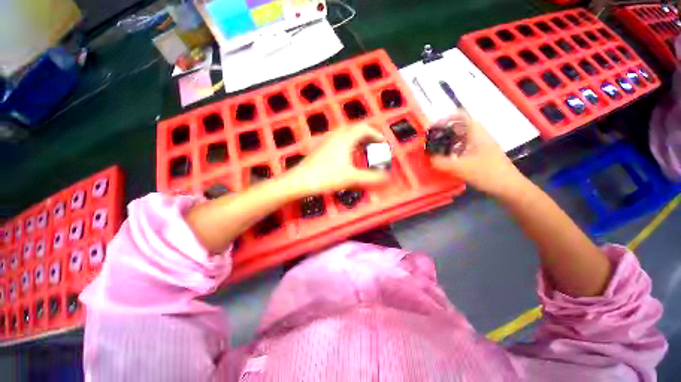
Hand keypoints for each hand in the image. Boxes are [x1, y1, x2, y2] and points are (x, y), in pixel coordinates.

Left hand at [289, 124, 388, 194]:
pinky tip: (348, 155)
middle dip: (368, 136)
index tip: (384, 143)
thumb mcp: (351, 178)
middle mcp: (335, 136)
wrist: (299, 181)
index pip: (364, 129)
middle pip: (355, 130)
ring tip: (365, 150)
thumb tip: (386, 177)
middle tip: (376, 146)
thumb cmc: (325, 177)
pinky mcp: (321, 148)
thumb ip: (370, 177)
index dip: (376, 135)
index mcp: (344, 139)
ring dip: (358, 140)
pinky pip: (339, 141)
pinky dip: (349, 145)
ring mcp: (326, 141)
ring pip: (346, 135)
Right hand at [428, 112, 525, 197]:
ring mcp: (481, 145)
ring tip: (437, 150)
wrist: (509, 187)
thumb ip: (441, 163)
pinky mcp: (480, 154)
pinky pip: (463, 147)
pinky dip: (453, 150)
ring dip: (448, 141)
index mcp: (476, 133)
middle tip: (432, 142)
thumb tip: (429, 158)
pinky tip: (448, 159)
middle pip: (458, 126)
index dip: (444, 119)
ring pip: (461, 137)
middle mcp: (479, 135)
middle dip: (443, 132)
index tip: (432, 129)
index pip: (460, 116)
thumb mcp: (461, 168)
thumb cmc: (487, 173)